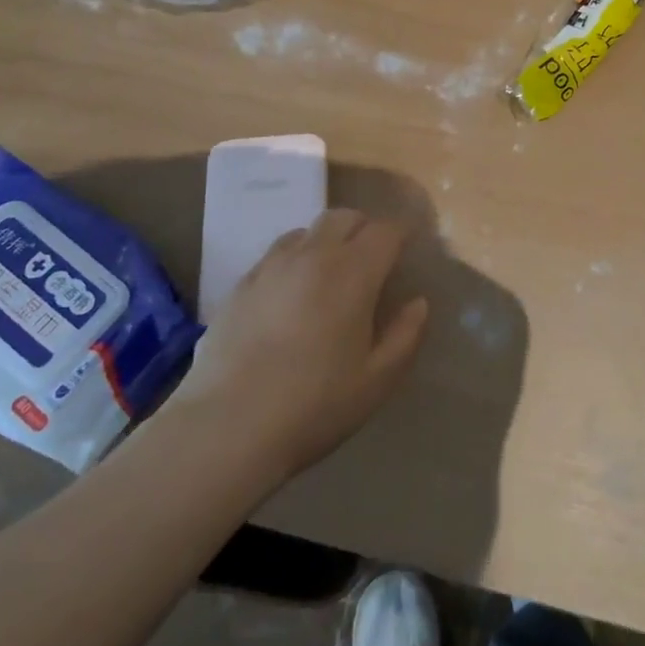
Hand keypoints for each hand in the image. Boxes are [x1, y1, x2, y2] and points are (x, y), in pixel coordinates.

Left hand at [169, 209, 429, 482]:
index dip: (403, 234)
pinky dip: (293, 261)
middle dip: (365, 229)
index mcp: (354, 272)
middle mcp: (313, 255)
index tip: (409, 251)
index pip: (387, 230)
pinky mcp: (240, 285)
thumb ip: (406, 334)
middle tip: (373, 260)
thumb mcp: (377, 380)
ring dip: (326, 241)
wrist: (226, 428)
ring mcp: (271, 267)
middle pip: (345, 216)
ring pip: (307, 230)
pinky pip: (275, 255)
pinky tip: (291, 296)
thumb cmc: (314, 405)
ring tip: (330, 274)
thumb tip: (418, 302)